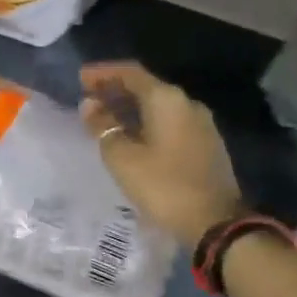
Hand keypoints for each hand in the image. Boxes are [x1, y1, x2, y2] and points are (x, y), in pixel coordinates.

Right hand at [79, 61, 243, 247]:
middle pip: (146, 87)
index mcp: (167, 100)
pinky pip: (169, 122)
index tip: (80, 78)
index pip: (131, 73)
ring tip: (105, 118)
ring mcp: (201, 124)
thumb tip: (90, 105)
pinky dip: (146, 122)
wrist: (216, 223)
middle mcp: (187, 104)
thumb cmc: (163, 186)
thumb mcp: (122, 158)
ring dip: (131, 108)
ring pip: (158, 106)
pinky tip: (131, 136)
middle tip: (89, 97)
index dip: (103, 73)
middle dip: (116, 90)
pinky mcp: (206, 145)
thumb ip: (103, 127)